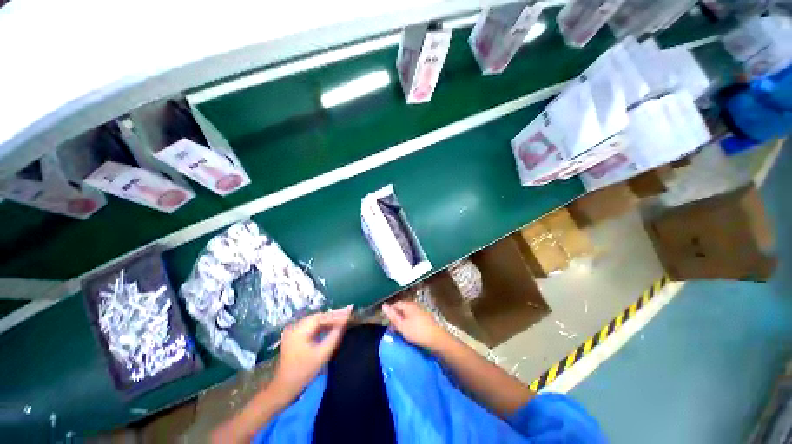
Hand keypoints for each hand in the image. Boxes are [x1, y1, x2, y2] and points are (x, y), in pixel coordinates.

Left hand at [270, 306, 352, 402]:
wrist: (283, 388)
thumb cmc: (303, 372)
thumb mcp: (322, 354)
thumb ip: (334, 337)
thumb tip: (345, 323)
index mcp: (299, 330)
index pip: (321, 317)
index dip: (336, 315)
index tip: (349, 313)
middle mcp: (295, 326)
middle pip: (318, 317)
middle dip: (333, 315)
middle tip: (349, 312)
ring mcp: (294, 331)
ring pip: (315, 321)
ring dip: (329, 320)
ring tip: (343, 317)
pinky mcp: (295, 336)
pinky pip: (312, 327)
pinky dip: (323, 326)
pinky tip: (332, 326)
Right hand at [382, 300, 448, 350]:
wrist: (437, 339)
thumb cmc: (417, 332)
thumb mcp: (402, 325)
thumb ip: (392, 316)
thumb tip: (383, 305)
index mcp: (409, 305)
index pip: (396, 304)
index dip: (390, 312)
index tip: (386, 322)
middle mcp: (415, 305)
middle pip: (402, 308)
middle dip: (396, 317)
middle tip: (392, 329)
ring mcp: (422, 311)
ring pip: (408, 314)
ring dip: (402, 321)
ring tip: (400, 331)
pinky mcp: (426, 318)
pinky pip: (414, 317)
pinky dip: (409, 323)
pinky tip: (409, 331)